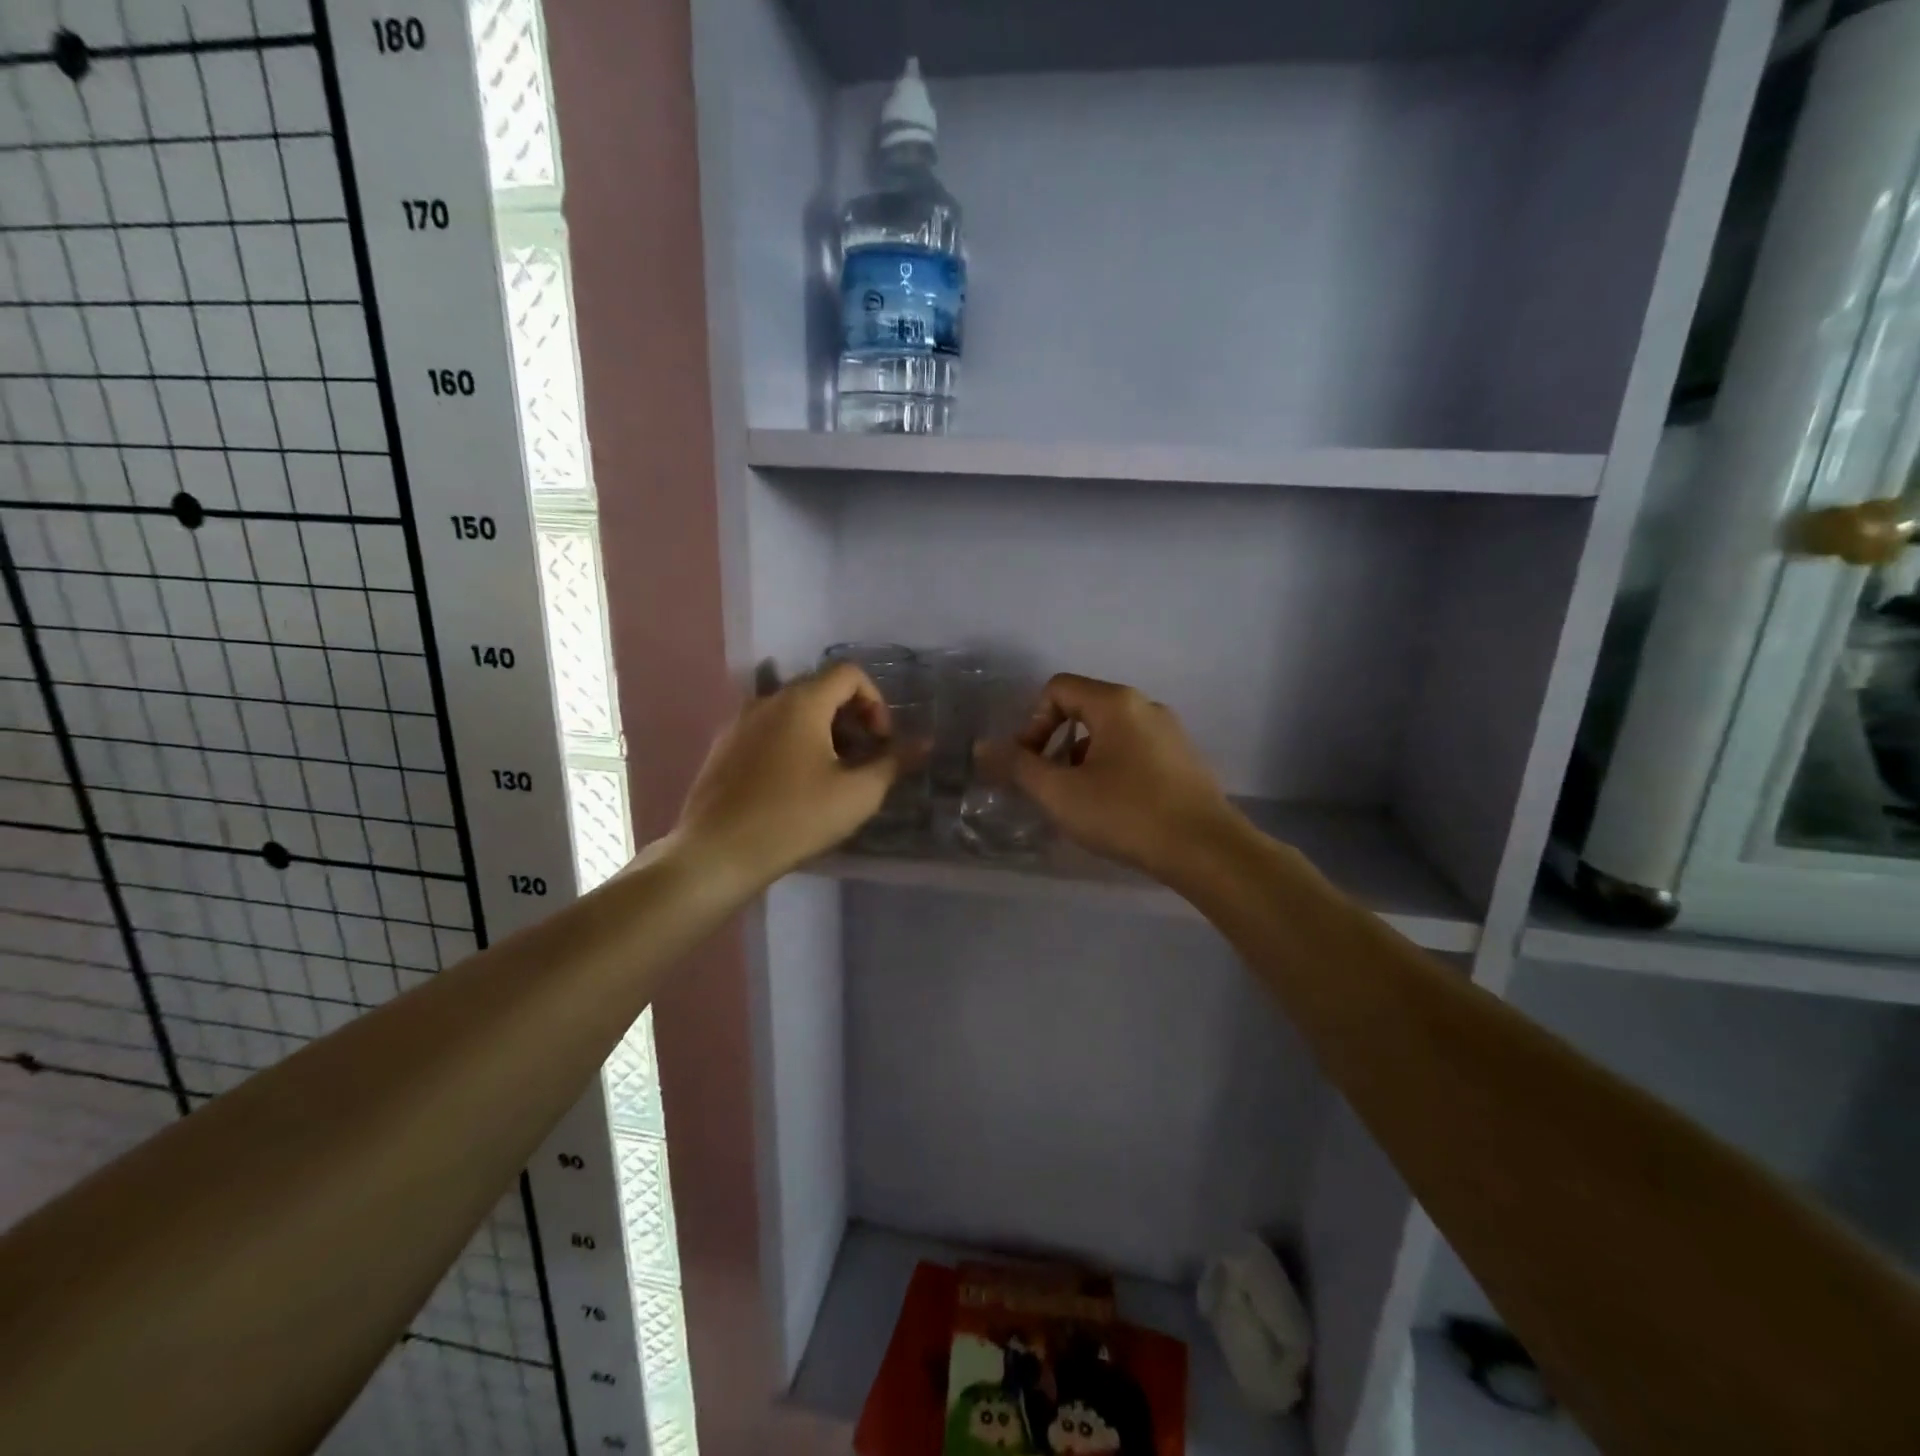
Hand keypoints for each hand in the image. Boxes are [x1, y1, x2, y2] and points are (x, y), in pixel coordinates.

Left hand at [675, 664, 897, 889]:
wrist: (717, 853)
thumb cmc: (795, 818)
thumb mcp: (857, 794)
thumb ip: (894, 762)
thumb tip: (926, 743)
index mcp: (801, 701)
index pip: (849, 673)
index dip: (875, 702)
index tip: (879, 742)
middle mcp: (767, 700)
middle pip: (821, 689)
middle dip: (851, 718)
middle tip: (861, 760)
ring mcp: (739, 722)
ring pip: (793, 711)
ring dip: (822, 732)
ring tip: (831, 775)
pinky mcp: (723, 747)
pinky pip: (768, 729)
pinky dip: (791, 742)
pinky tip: (794, 785)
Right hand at [1008, 674, 1239, 882]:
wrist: (1206, 850)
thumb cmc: (1127, 814)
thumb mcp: (1061, 793)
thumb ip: (1018, 766)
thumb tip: (983, 747)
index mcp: (1116, 703)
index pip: (1058, 689)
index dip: (1032, 723)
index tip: (1030, 764)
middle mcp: (1145, 706)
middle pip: (1083, 708)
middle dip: (1056, 744)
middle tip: (1049, 785)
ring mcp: (1170, 732)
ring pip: (1109, 733)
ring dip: (1082, 760)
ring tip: (1079, 802)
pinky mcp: (1183, 759)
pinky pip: (1134, 750)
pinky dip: (1111, 769)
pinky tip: (1114, 808)